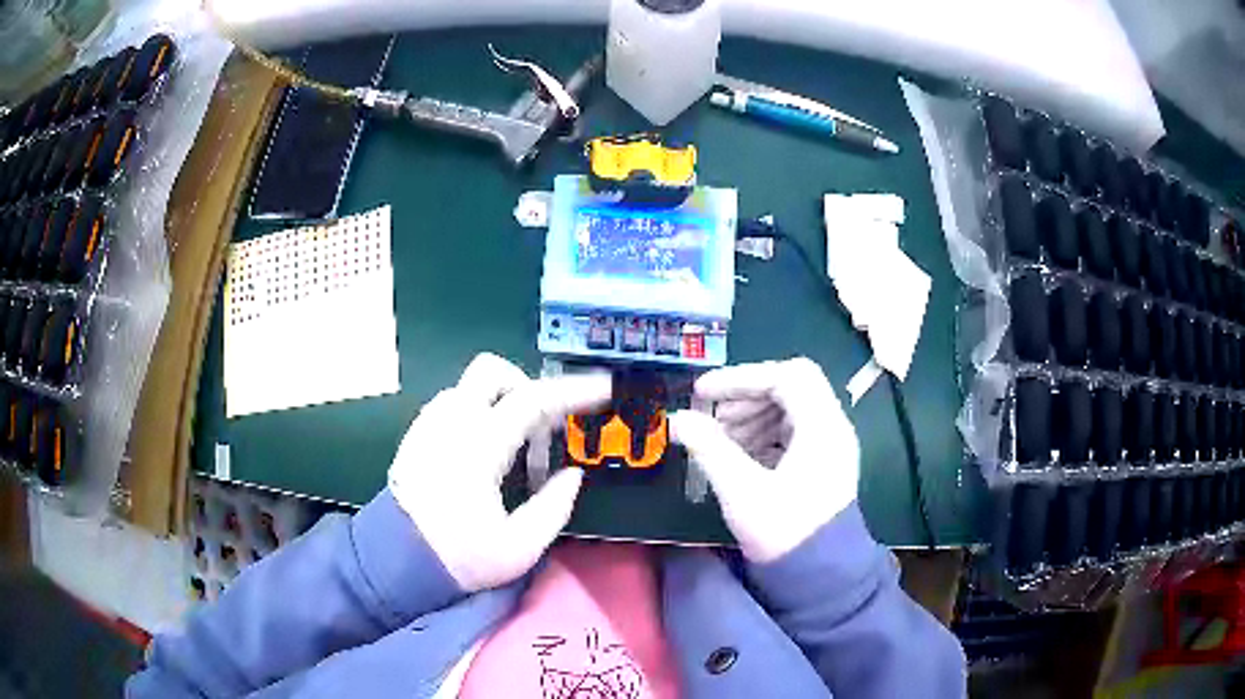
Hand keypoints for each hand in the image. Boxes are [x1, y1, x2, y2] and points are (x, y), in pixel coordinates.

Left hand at [388, 353, 609, 591]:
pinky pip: (454, 403)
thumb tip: (572, 475)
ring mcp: (429, 425)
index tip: (604, 389)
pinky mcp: (417, 434)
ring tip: (516, 449)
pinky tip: (485, 452)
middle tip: (544, 426)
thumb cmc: (458, 557)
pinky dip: (479, 413)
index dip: (574, 391)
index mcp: (478, 448)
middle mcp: (451, 423)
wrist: (395, 561)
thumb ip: (554, 506)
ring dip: (502, 402)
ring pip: (471, 386)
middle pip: (493, 371)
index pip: (532, 400)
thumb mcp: (519, 548)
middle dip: (526, 386)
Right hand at [669, 358, 859, 562]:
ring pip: (793, 408)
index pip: (786, 376)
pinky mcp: (825, 463)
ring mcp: (832, 446)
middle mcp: (834, 428)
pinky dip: (766, 432)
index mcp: (823, 428)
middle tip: (714, 417)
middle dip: (748, 396)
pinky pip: (795, 431)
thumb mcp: (742, 491)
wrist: (820, 577)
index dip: (741, 378)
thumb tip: (679, 419)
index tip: (703, 393)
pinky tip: (742, 455)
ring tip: (724, 439)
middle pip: (792, 387)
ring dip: (755, 414)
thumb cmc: (784, 533)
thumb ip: (710, 449)